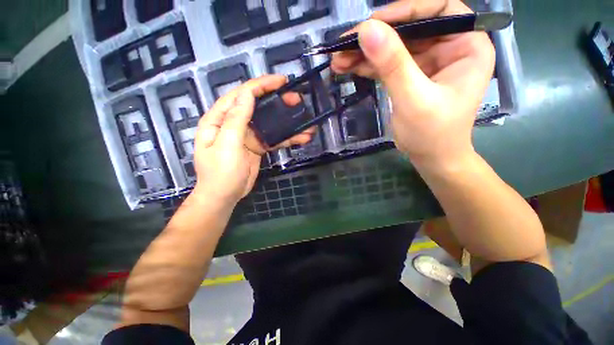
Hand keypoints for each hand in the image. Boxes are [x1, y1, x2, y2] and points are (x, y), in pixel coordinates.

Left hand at [191, 75, 313, 206]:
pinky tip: (300, 137)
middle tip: (297, 100)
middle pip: (257, 106)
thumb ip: (236, 120)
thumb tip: (247, 94)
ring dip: (286, 122)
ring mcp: (247, 135)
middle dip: (277, 101)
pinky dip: (286, 138)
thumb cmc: (221, 173)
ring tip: (304, 120)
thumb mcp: (227, 145)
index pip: (241, 95)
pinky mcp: (257, 146)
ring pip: (269, 123)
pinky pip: (273, 138)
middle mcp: (234, 123)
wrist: (225, 196)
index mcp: (220, 119)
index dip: (261, 85)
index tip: (281, 81)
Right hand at [331, 0, 494, 168]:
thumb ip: (393, 65)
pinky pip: (387, 64)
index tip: (372, 23)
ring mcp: (427, 62)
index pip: (438, 10)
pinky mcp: (410, 76)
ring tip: (338, 60)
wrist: (430, 158)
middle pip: (409, 29)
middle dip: (375, 37)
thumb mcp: (413, 99)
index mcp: (466, 46)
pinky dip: (367, 66)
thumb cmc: (432, 134)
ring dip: (365, 53)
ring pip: (393, 47)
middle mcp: (448, 47)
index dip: (404, 11)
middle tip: (344, 44)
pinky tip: (347, 68)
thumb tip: (367, 30)